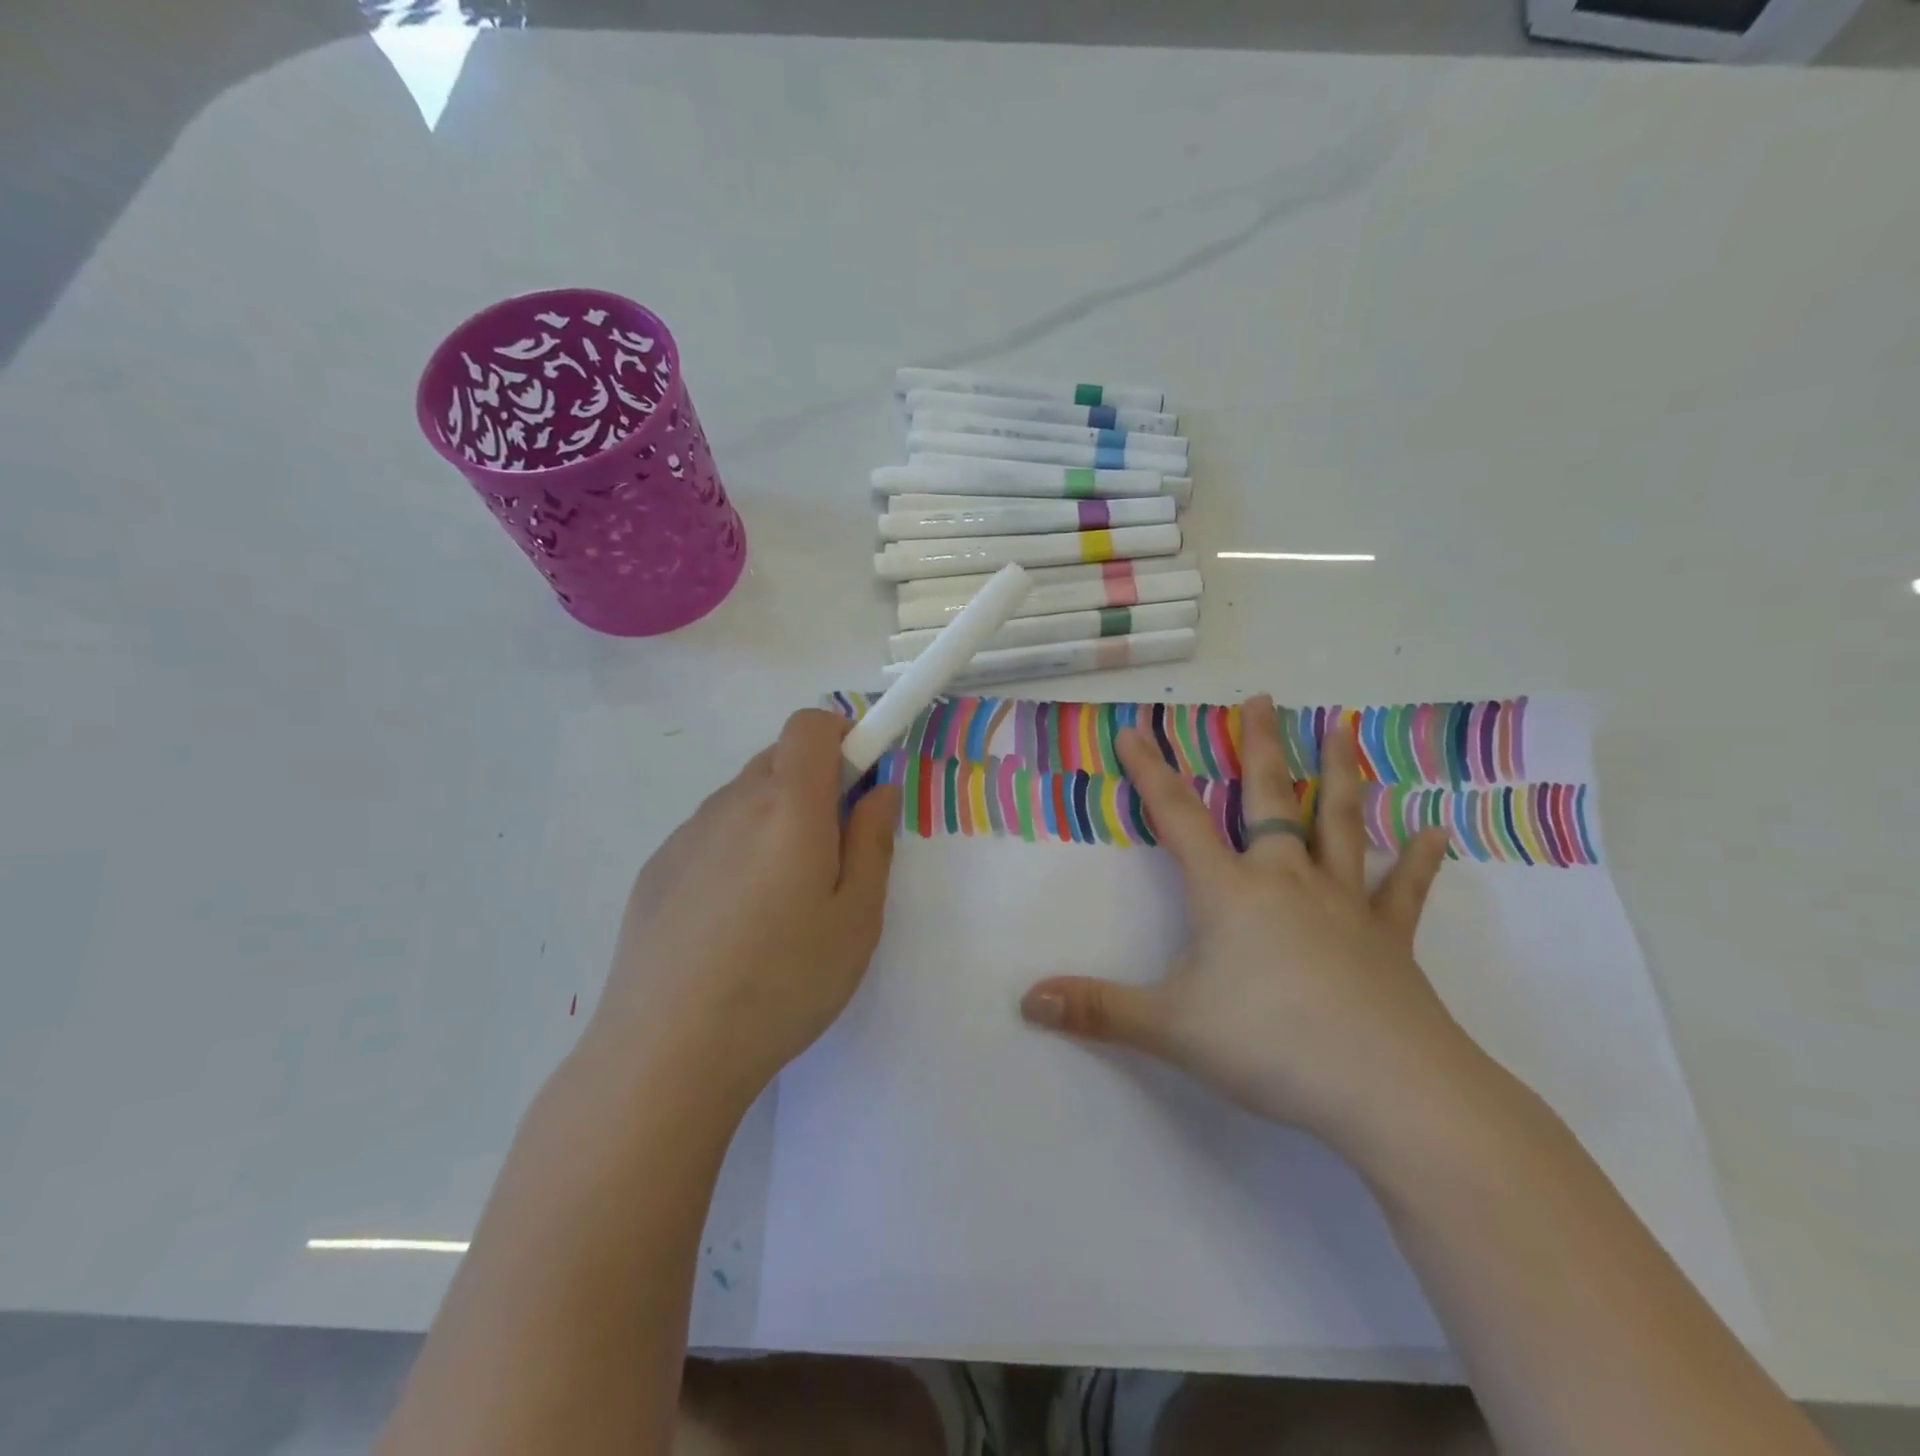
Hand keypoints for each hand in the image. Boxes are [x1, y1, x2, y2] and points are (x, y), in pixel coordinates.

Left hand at [593, 710, 899, 1108]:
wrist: (666, 1052)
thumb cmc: (783, 983)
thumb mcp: (857, 919)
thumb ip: (873, 840)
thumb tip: (879, 789)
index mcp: (788, 806)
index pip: (811, 725)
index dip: (844, 737)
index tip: (861, 783)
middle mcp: (732, 803)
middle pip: (779, 758)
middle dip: (815, 783)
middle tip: (830, 851)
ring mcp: (687, 834)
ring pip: (744, 796)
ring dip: (774, 817)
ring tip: (779, 898)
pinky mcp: (657, 867)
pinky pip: (711, 832)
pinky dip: (736, 847)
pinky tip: (732, 920)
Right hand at [1020, 693, 1478, 1153]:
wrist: (1390, 1090)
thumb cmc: (1271, 1045)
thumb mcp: (1171, 1028)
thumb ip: (1099, 1011)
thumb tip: (1028, 1000)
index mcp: (1231, 892)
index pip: (1178, 817)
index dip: (1151, 772)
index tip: (1136, 730)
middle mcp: (1286, 881)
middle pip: (1269, 799)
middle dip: (1259, 747)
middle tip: (1262, 700)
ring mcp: (1343, 905)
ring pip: (1338, 824)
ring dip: (1339, 774)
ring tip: (1344, 728)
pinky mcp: (1389, 939)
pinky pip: (1402, 890)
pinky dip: (1416, 860)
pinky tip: (1435, 833)